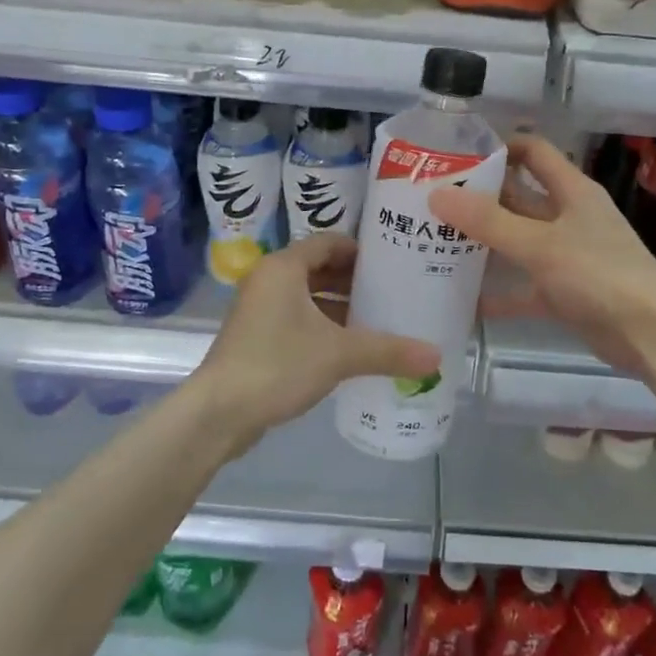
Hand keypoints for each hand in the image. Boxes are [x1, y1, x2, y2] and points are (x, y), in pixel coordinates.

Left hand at [189, 232, 439, 452]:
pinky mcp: (257, 337)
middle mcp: (269, 280)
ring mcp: (260, 310)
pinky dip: (324, 327)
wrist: (218, 413)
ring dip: (341, 307)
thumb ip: (388, 351)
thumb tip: (436, 357)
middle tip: (394, 292)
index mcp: (284, 268)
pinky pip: (298, 320)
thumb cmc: (276, 365)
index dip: (362, 250)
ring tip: (380, 320)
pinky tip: (351, 348)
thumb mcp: (339, 354)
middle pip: (320, 269)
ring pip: (309, 297)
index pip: (329, 242)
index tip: (394, 264)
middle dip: (356, 281)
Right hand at [429, 134, 655, 378]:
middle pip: (519, 197)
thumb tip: (437, 195)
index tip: (457, 155)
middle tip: (432, 200)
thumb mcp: (540, 245)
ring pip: (518, 241)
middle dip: (480, 198)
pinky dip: (499, 292)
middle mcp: (569, 217)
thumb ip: (489, 222)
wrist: (652, 336)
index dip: (499, 147)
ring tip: (437, 242)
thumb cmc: (600, 275)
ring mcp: (567, 255)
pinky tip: (464, 298)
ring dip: (484, 242)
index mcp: (572, 191)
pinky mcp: (564, 292)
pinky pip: (523, 286)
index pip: (533, 152)